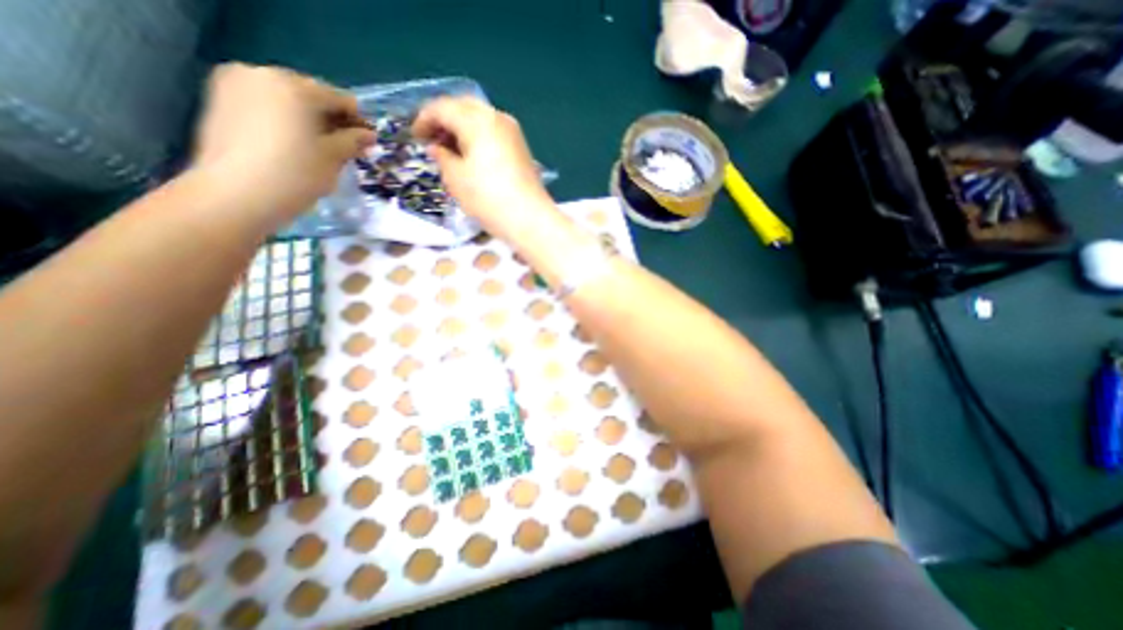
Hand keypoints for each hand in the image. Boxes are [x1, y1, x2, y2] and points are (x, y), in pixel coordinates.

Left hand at [187, 60, 372, 226]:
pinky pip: (265, 104)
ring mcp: (235, 84)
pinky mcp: (219, 99)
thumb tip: (369, 135)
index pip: (338, 98)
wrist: (237, 195)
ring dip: (307, 120)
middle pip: (310, 94)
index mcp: (294, 86)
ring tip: (317, 148)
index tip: (365, 144)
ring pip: (287, 99)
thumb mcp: (334, 158)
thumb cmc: (295, 175)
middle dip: (330, 119)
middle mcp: (262, 74)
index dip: (357, 121)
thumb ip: (353, 141)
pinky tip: (291, 145)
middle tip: (343, 147)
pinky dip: (284, 120)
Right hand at [411, 96, 552, 238]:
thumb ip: (442, 157)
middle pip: (463, 107)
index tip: (414, 137)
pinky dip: (478, 137)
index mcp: (477, 120)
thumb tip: (437, 147)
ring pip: (481, 119)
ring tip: (451, 151)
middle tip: (433, 141)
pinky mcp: (521, 148)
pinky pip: (494, 132)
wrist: (530, 219)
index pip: (442, 107)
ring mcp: (513, 133)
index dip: (424, 119)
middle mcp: (497, 118)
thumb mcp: (455, 179)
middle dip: (444, 120)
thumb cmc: (488, 198)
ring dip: (462, 128)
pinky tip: (472, 156)